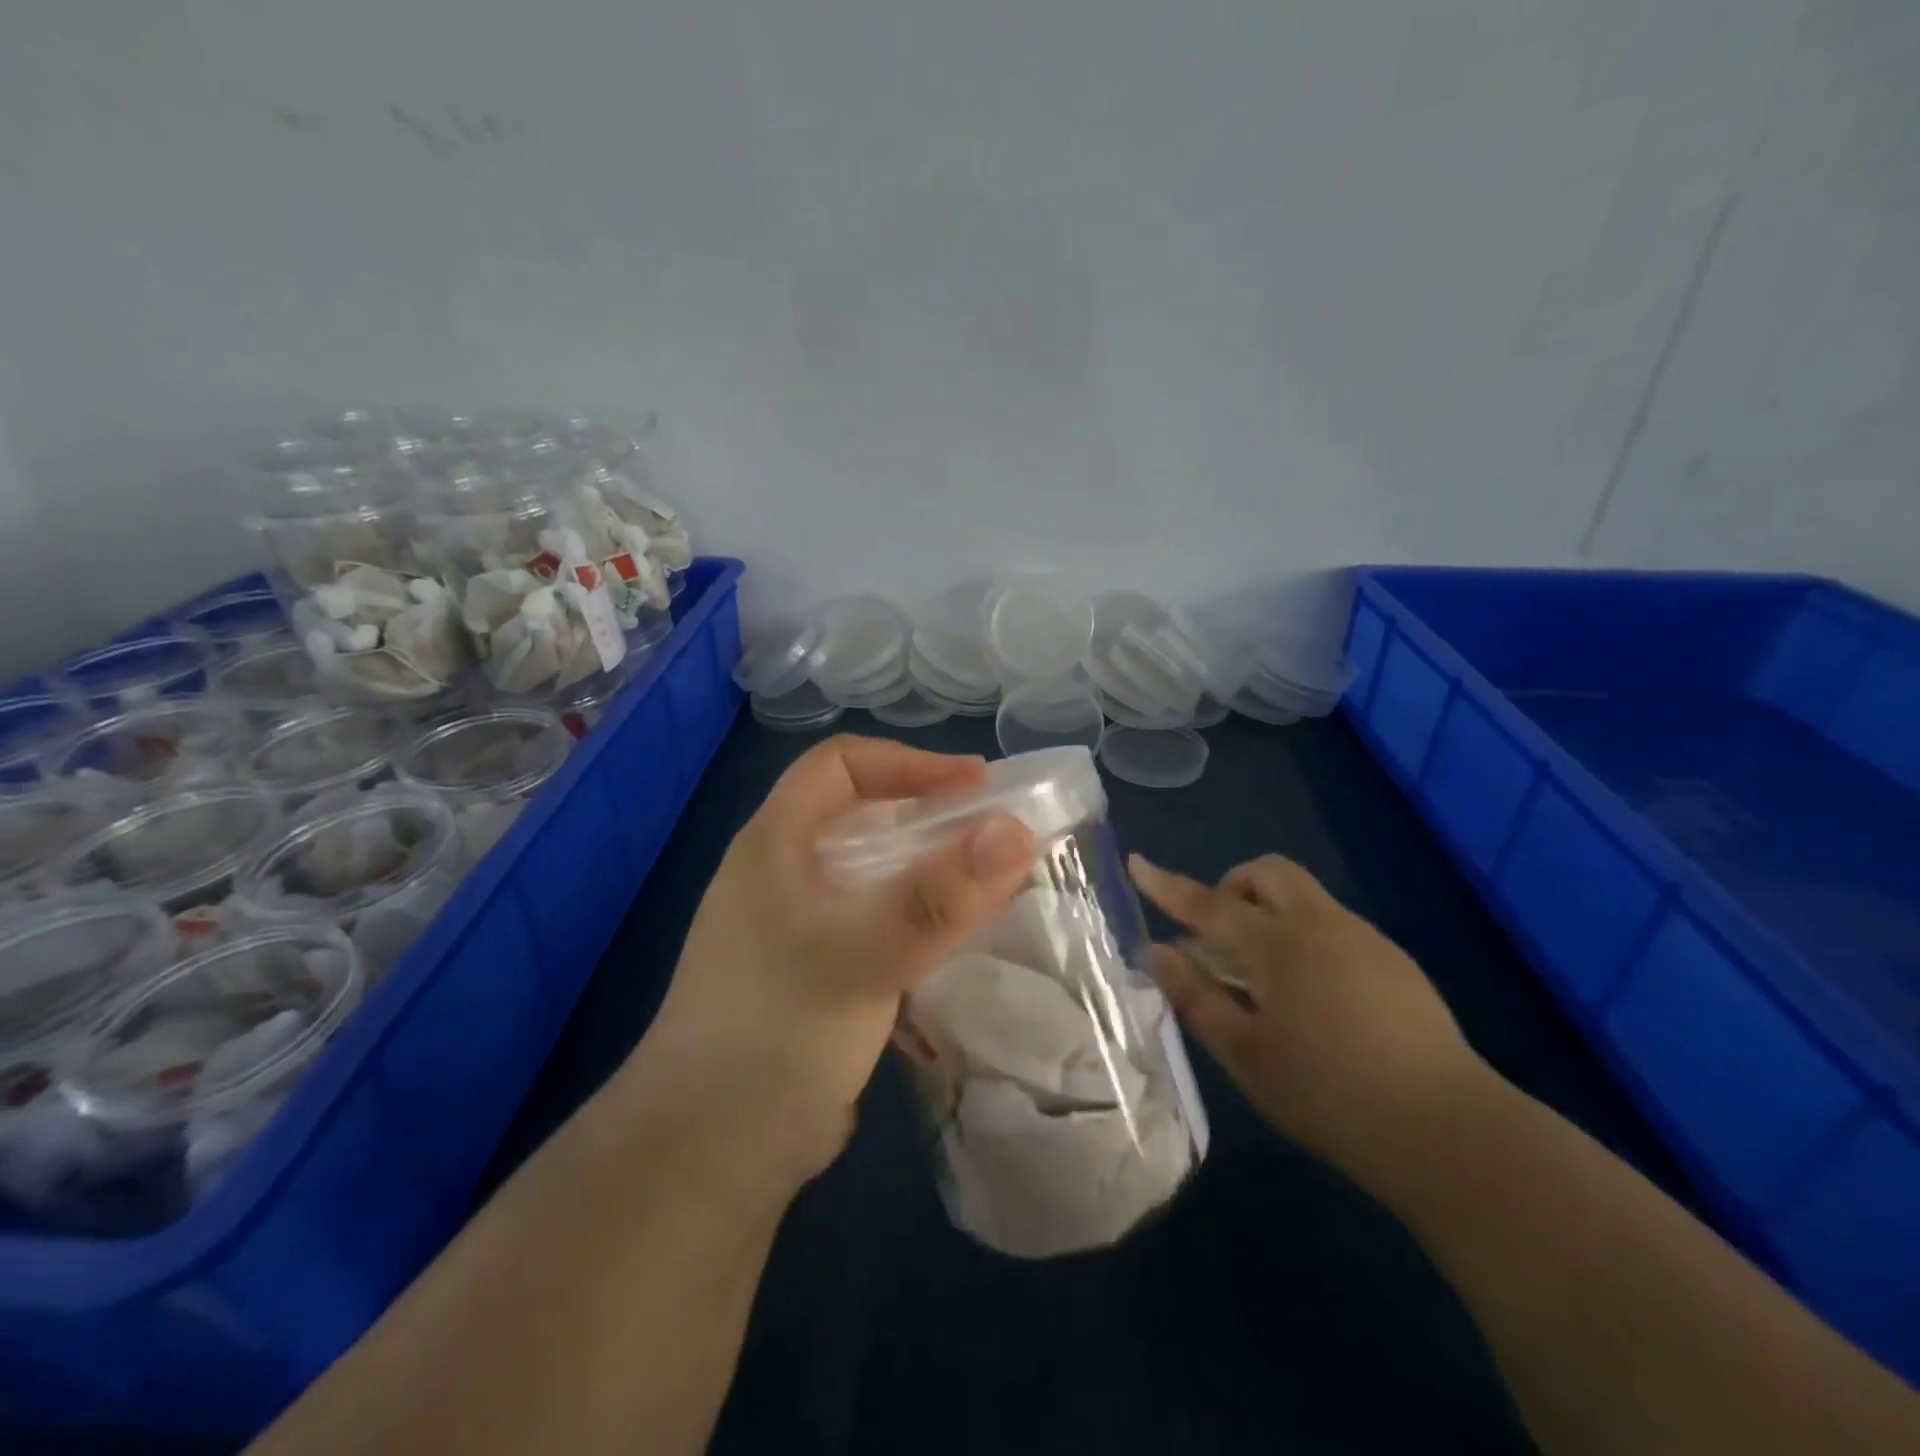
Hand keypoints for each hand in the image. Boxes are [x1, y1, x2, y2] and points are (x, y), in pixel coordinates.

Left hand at [640, 736, 1034, 1189]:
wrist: (710, 1152)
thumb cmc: (776, 1030)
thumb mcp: (861, 954)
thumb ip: (939, 896)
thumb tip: (1016, 831)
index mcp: (775, 844)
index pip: (841, 765)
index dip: (908, 763)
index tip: (976, 784)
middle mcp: (783, 874)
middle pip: (862, 816)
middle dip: (929, 816)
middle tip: (993, 832)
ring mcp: (798, 926)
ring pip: (874, 873)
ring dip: (930, 870)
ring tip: (989, 881)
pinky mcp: (818, 972)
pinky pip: (877, 922)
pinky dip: (919, 917)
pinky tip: (957, 937)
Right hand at [1129, 853, 1484, 1187]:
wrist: (1447, 1131)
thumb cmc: (1329, 1096)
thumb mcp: (1245, 1054)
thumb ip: (1196, 996)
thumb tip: (1157, 952)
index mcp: (1278, 946)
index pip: (1208, 903)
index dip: (1167, 885)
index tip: (1137, 863)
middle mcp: (1321, 925)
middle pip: (1268, 872)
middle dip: (1232, 885)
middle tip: (1218, 935)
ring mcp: (1364, 938)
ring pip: (1303, 895)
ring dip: (1269, 910)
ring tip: (1262, 975)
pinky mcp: (1394, 960)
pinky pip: (1332, 923)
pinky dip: (1303, 934)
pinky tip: (1311, 995)